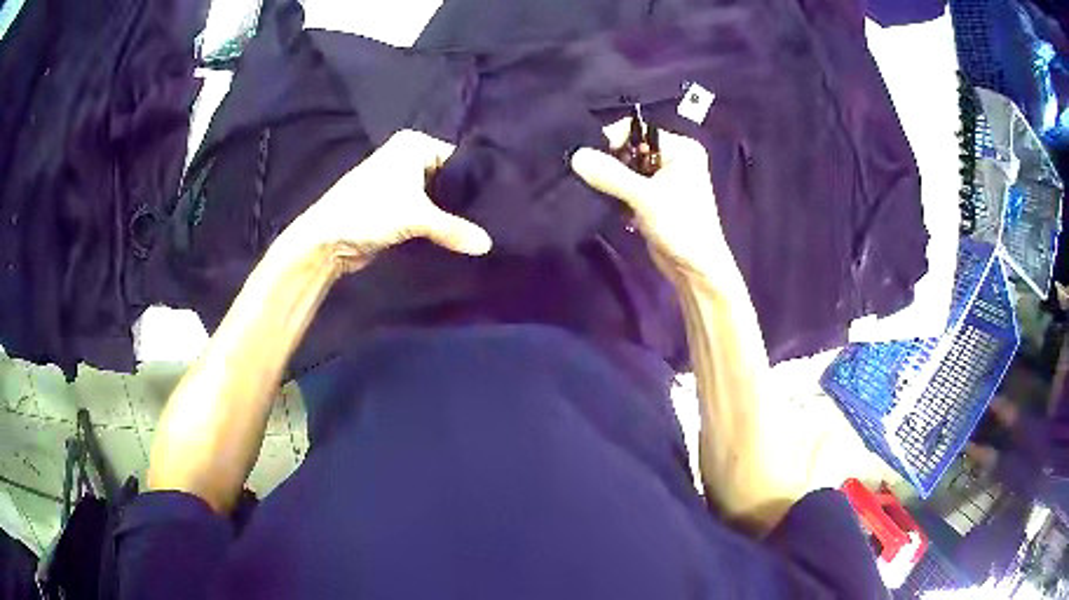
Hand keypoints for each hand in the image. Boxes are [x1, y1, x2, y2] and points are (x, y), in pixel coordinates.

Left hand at [279, 130, 491, 274]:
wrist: (327, 240)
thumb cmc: (369, 211)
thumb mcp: (415, 217)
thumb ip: (453, 228)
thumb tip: (488, 245)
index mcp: (414, 145)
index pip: (459, 158)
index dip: (477, 181)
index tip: (501, 201)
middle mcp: (409, 158)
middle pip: (449, 178)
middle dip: (466, 200)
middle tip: (495, 219)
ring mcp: (401, 183)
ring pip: (438, 197)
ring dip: (452, 215)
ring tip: (483, 229)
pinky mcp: (396, 206)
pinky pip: (427, 211)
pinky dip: (438, 223)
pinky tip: (459, 236)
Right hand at [570, 121, 738, 288]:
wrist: (696, 270)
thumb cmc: (680, 227)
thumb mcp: (644, 197)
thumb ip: (610, 175)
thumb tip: (575, 156)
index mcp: (681, 148)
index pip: (637, 130)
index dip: (612, 140)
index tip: (591, 160)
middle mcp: (674, 158)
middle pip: (630, 149)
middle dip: (610, 163)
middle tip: (592, 178)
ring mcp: (664, 180)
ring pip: (627, 169)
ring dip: (612, 181)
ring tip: (600, 193)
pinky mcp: (654, 199)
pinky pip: (628, 187)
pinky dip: (617, 194)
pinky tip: (612, 207)